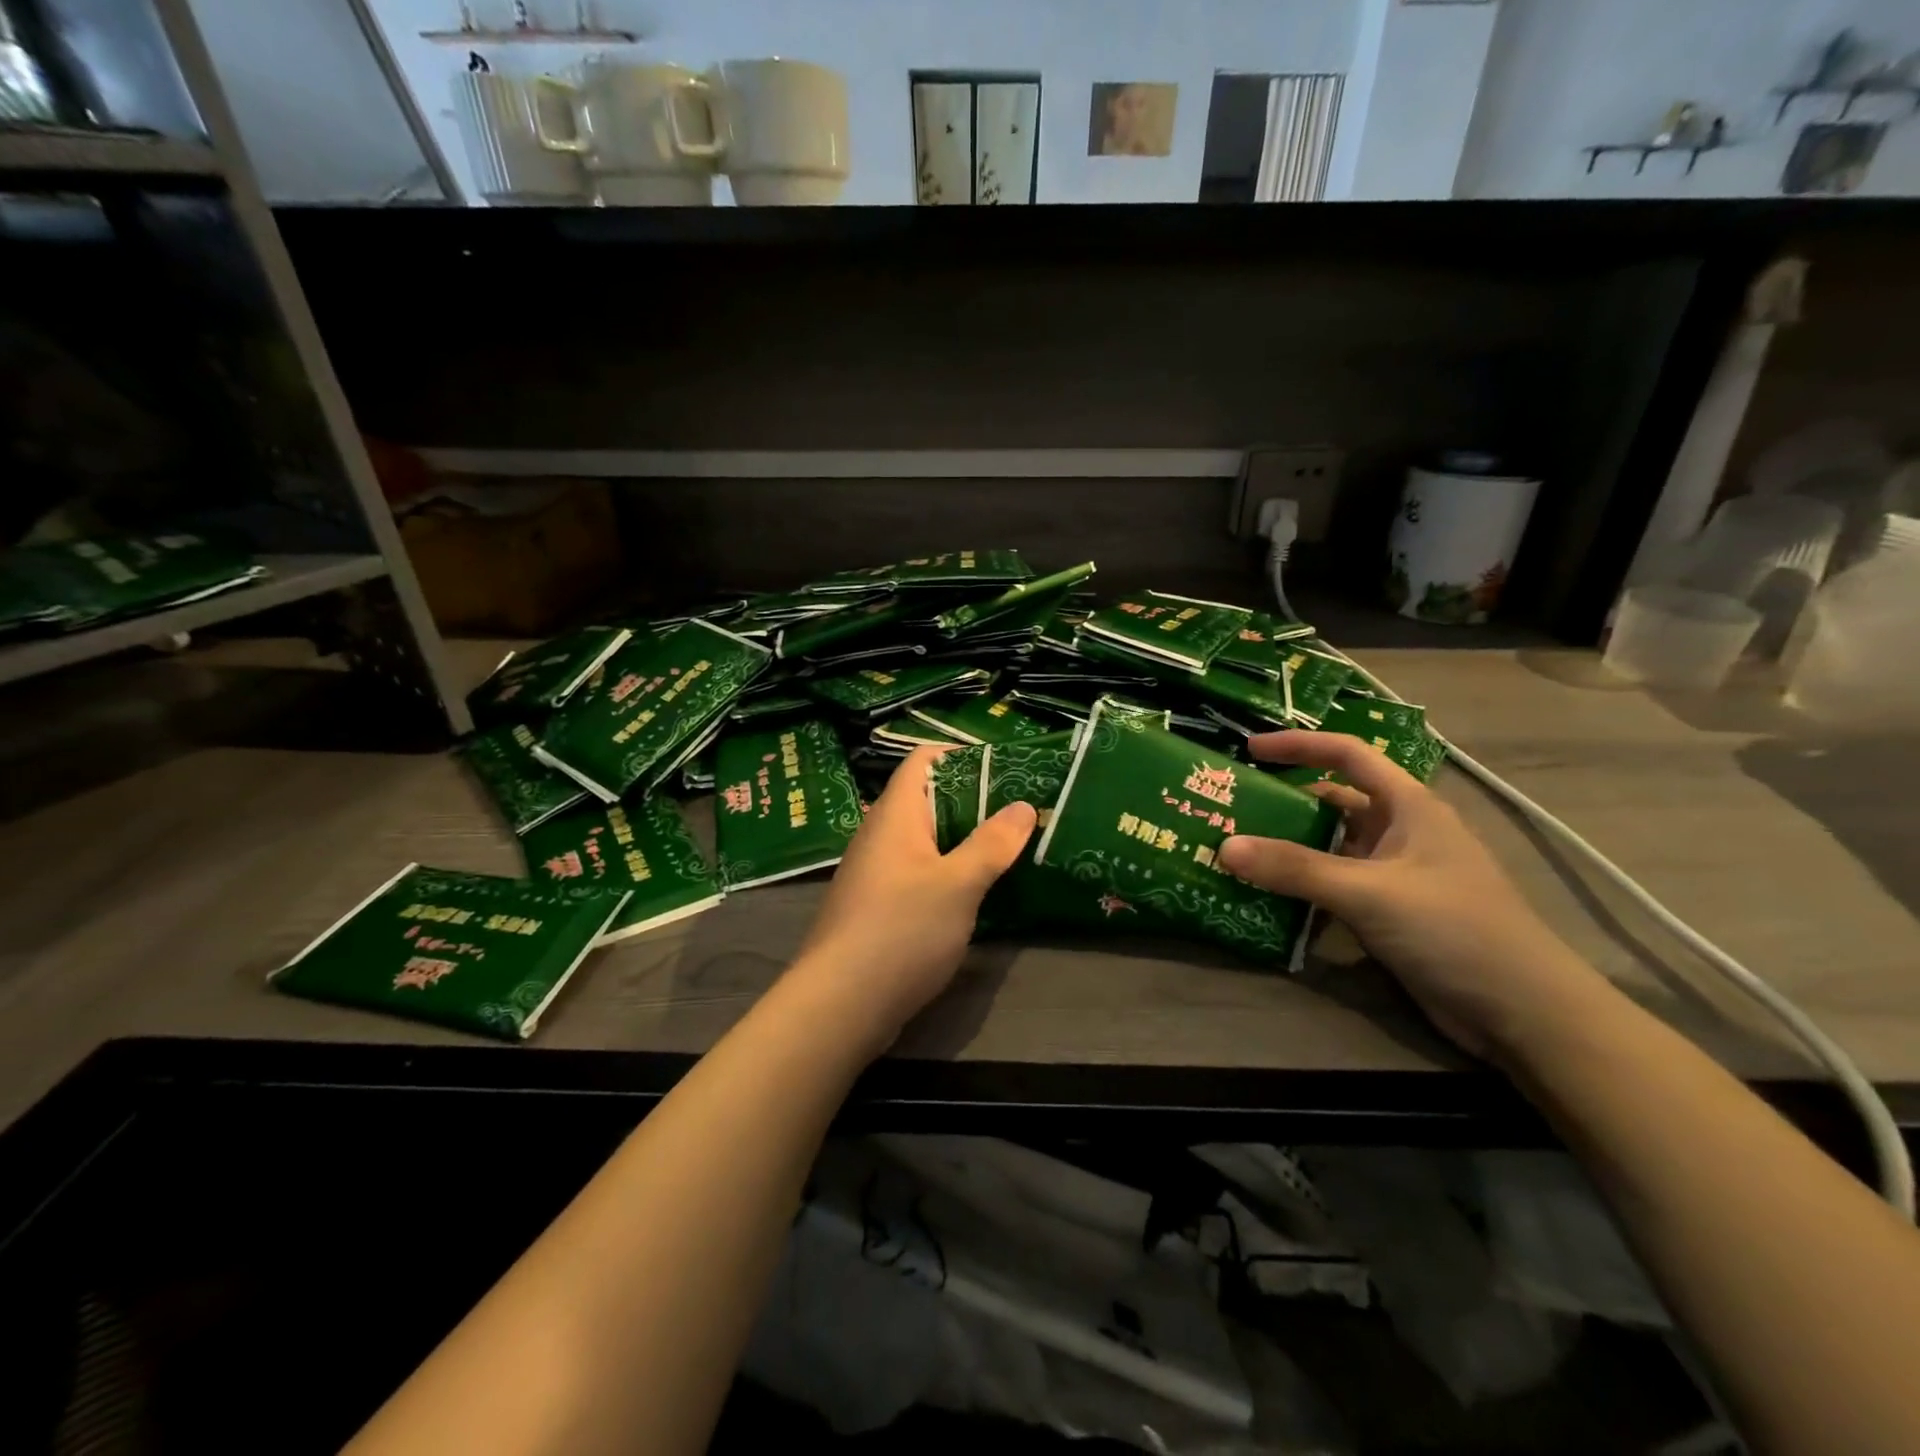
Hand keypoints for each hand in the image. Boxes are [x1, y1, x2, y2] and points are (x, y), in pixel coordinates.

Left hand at [790, 746, 1036, 1051]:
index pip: (921, 761)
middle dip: (972, 801)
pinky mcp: (877, 908)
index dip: (959, 755)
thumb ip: (992, 844)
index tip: (1003, 765)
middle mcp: (879, 836)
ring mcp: (875, 874)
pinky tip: (976, 892)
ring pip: (924, 841)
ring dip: (962, 841)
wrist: (840, 1003)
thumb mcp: (958, 884)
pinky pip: (917, 874)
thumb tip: (1023, 806)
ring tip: (1008, 847)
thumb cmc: (901, 930)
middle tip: (1019, 809)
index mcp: (894, 815)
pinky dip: (947, 873)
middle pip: (926, 800)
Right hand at [1218, 731, 1603, 1058]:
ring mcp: (1394, 873)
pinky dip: (1301, 885)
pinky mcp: (1388, 911)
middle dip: (1283, 802)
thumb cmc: (1453, 929)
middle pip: (1332, 802)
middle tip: (1230, 810)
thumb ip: (1296, 869)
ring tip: (1236, 851)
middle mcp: (1400, 831)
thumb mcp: (1370, 893)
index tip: (1249, 751)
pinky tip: (1265, 896)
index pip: (1347, 755)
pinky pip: (1334, 885)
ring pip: (1330, 846)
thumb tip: (1224, 846)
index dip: (1299, 746)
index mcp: (1408, 806)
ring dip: (1288, 848)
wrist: (1522, 1011)